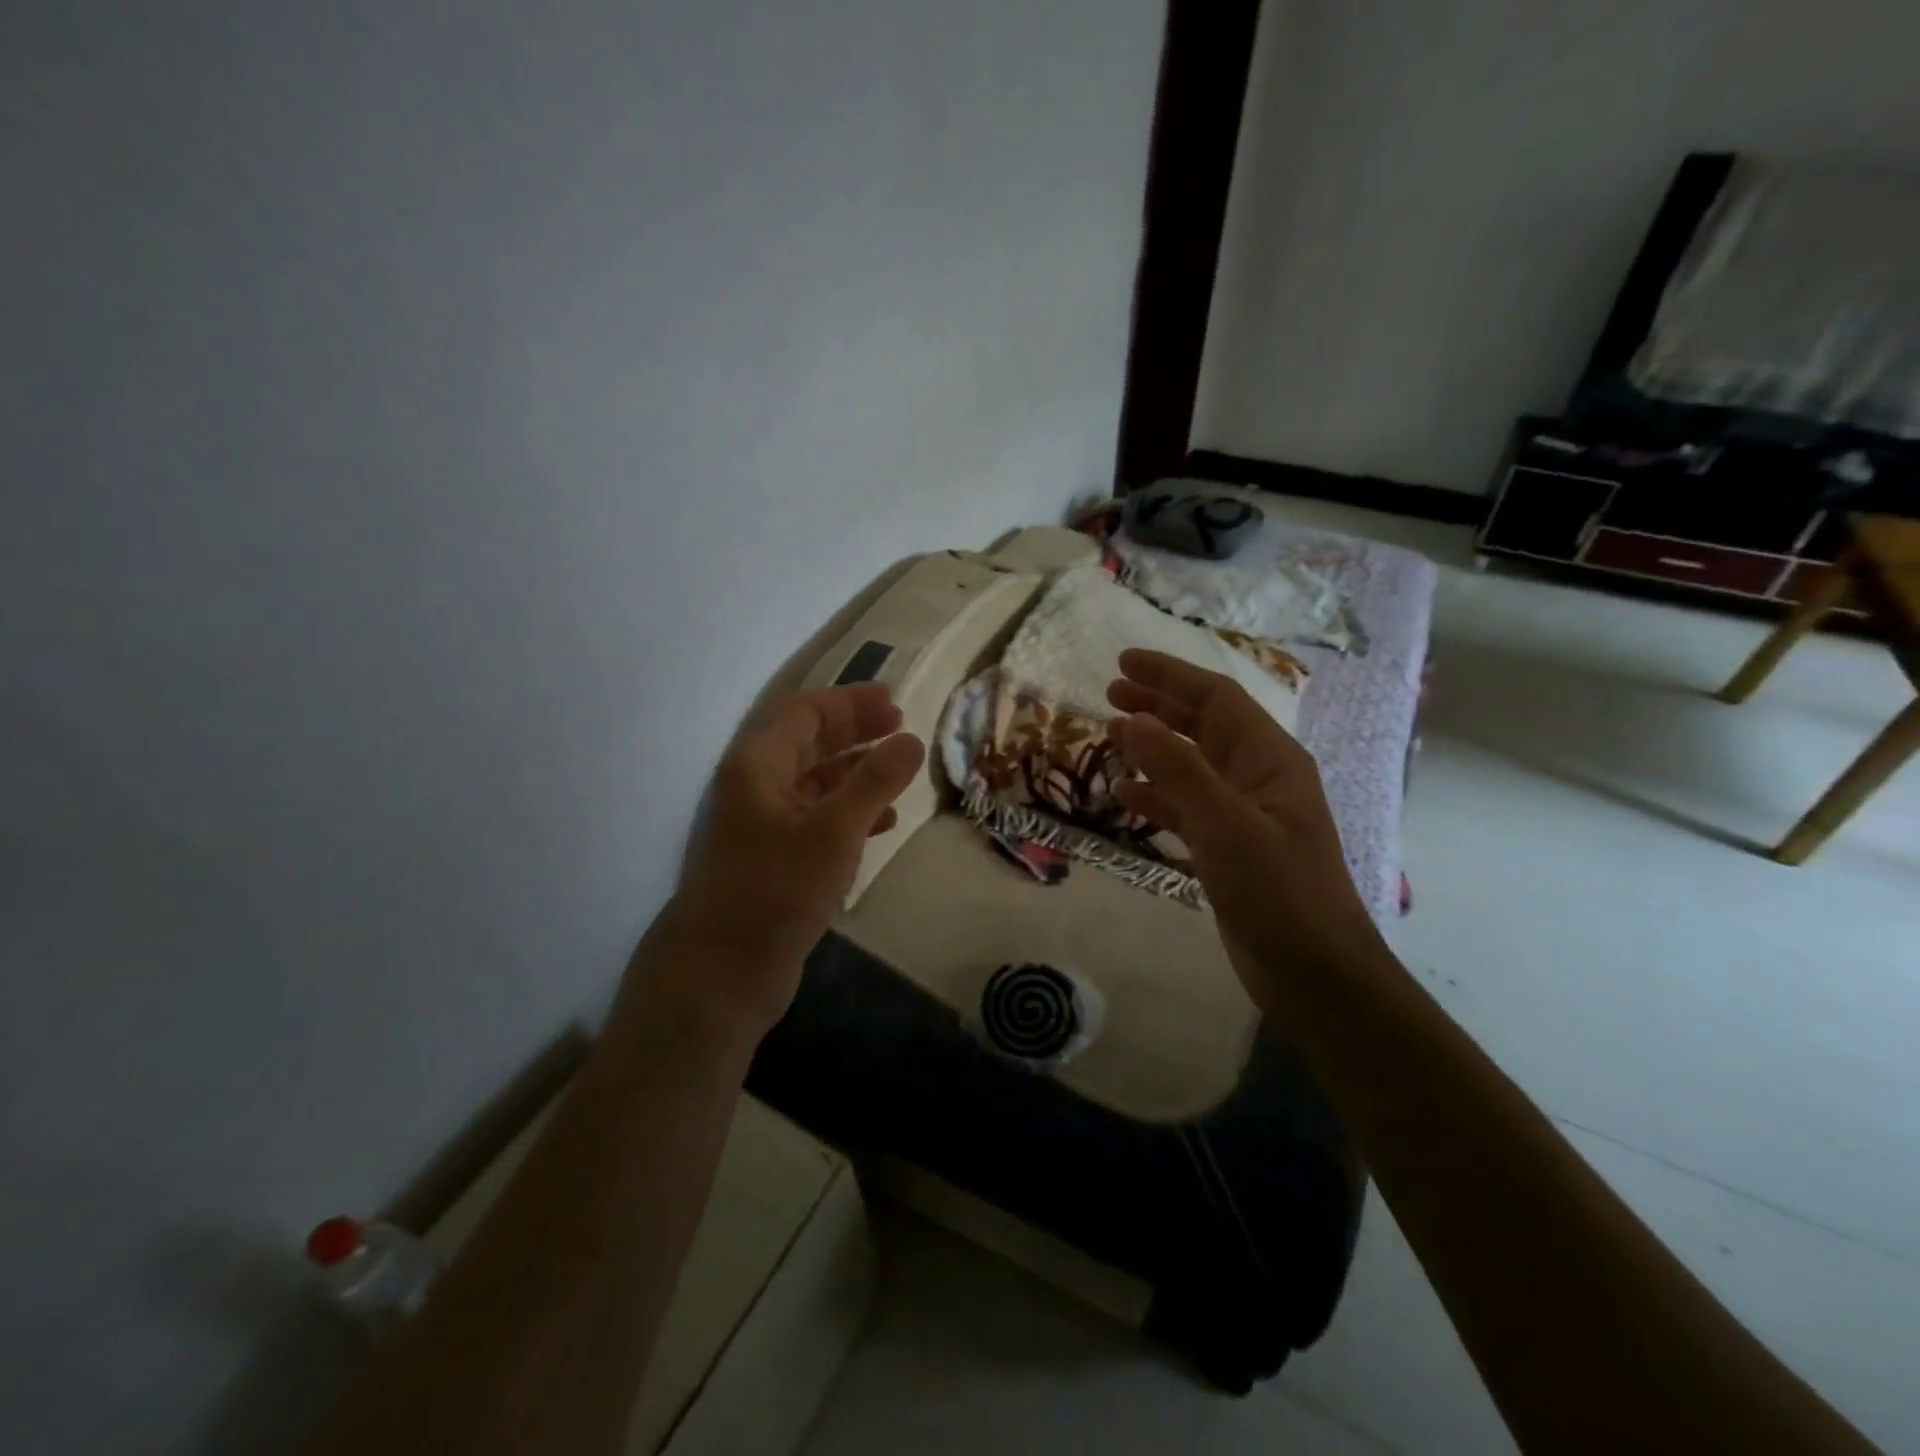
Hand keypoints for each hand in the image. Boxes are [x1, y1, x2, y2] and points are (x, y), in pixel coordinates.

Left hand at [667, 683, 924, 1032]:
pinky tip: (883, 821)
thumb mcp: (833, 830)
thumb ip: (874, 781)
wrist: (722, 972)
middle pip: (810, 743)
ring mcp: (764, 825)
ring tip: (899, 770)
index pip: (805, 713)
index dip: (850, 702)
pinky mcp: (775, 860)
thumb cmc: (775, 890)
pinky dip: (851, 813)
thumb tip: (911, 740)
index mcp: (758, 765)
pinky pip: (818, 820)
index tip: (894, 701)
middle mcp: (757, 787)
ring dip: (857, 772)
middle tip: (901, 726)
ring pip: (817, 783)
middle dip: (855, 731)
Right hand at [1107, 649, 1386, 1005]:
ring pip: (1191, 764)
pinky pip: (1186, 806)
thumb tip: (1133, 719)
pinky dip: (1156, 794)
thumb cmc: (1278, 892)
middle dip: (1159, 704)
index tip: (1123, 662)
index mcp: (1270, 759)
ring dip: (1153, 747)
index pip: (1216, 698)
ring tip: (1110, 734)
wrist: (1315, 973)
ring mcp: (1243, 814)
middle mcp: (1258, 777)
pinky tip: (1125, 793)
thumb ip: (1178, 770)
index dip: (1169, 675)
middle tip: (1111, 693)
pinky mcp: (1228, 847)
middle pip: (1203, 725)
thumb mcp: (1226, 825)